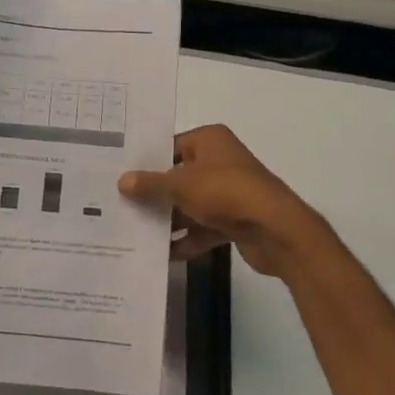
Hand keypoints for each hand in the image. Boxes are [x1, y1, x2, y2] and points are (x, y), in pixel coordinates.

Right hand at [118, 125, 329, 277]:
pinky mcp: (234, 220)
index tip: (120, 175)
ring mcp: (228, 192)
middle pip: (179, 176)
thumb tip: (122, 181)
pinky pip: (203, 227)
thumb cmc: (225, 192)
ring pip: (190, 204)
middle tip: (120, 205)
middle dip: (154, 194)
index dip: (146, 161)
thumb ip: (150, 184)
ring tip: (133, 231)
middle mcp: (220, 161)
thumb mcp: (181, 185)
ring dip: (168, 219)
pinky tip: (162, 254)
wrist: (275, 229)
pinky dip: (187, 239)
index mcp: (210, 140)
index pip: (171, 146)